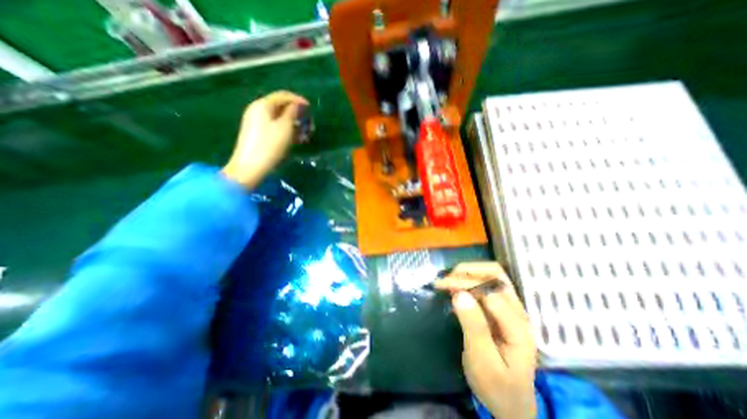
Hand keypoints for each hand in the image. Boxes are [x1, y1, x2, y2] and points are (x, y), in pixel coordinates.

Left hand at [225, 91, 313, 188]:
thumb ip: (292, 113)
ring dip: (294, 125)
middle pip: (281, 107)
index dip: (297, 100)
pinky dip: (287, 131)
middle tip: (309, 124)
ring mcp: (257, 123)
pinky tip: (296, 140)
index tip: (310, 107)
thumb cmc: (270, 145)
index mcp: (263, 105)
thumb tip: (296, 105)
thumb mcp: (284, 128)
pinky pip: (275, 127)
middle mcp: (258, 110)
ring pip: (279, 119)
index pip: (282, 96)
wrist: (250, 167)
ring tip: (306, 135)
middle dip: (297, 114)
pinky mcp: (258, 134)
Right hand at [439, 262, 537, 418]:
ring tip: (449, 280)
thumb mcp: (483, 362)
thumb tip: (459, 294)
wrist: (512, 402)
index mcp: (518, 326)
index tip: (442, 286)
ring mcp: (512, 308)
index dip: (464, 283)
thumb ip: (474, 327)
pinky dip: (470, 279)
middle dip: (467, 271)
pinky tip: (456, 286)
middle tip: (445, 280)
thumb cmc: (497, 386)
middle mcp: (518, 311)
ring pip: (493, 275)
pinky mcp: (502, 308)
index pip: (490, 290)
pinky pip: (487, 284)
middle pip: (495, 274)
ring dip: (469, 272)